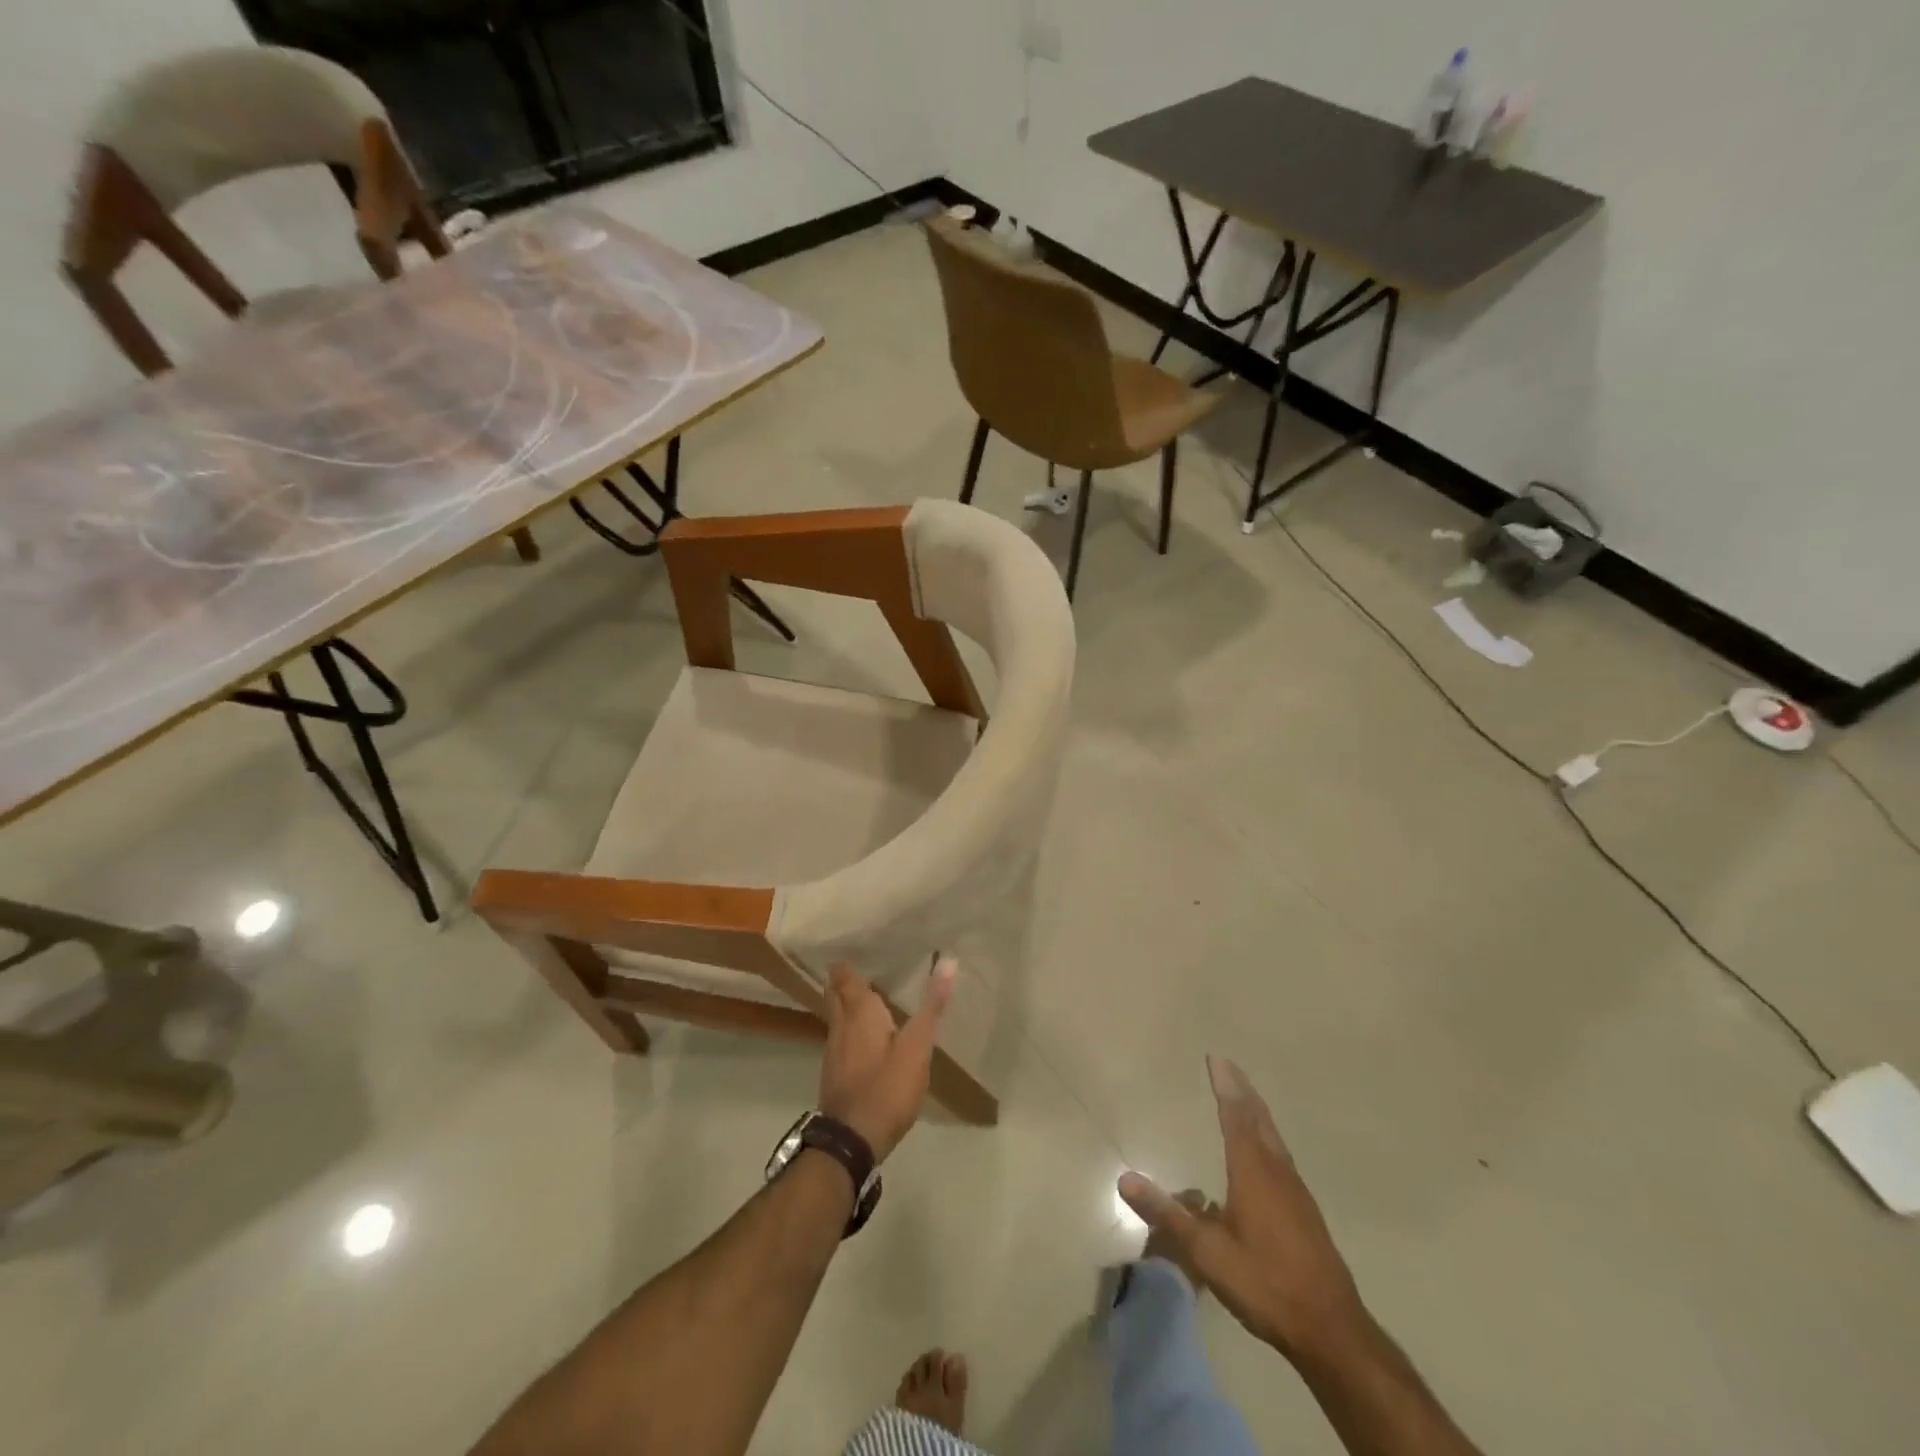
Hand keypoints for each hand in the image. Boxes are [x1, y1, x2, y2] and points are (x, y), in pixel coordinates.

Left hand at [818, 958, 955, 1163]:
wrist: (851, 1141)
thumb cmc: (886, 1087)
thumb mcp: (917, 1047)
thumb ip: (931, 1006)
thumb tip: (947, 962)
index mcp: (859, 1013)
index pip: (845, 978)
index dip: (846, 964)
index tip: (852, 949)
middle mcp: (841, 1026)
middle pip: (834, 995)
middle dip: (840, 980)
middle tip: (856, 967)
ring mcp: (833, 1052)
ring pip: (835, 1017)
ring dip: (844, 1004)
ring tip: (863, 996)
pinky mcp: (835, 1074)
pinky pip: (839, 1038)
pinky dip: (848, 1028)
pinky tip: (862, 1036)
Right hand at [1119, 1056, 1368, 1364]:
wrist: (1331, 1330)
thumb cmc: (1265, 1282)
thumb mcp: (1206, 1252)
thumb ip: (1167, 1213)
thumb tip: (1124, 1179)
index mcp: (1253, 1172)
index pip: (1235, 1117)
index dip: (1226, 1086)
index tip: (1217, 1058)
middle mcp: (1277, 1172)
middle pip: (1259, 1120)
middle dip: (1243, 1091)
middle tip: (1229, 1067)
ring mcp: (1296, 1192)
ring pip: (1274, 1138)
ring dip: (1257, 1112)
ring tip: (1245, 1098)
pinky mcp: (1306, 1212)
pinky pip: (1281, 1156)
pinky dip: (1267, 1137)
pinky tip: (1264, 1155)